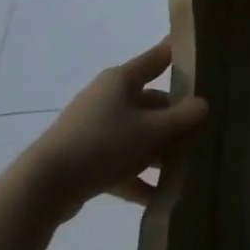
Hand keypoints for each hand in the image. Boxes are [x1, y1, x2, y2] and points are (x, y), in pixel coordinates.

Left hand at [24, 39, 208, 216]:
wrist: (45, 186)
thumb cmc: (104, 144)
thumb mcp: (153, 131)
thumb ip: (184, 117)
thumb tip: (204, 104)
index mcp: (122, 80)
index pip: (158, 57)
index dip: (180, 53)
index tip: (203, 53)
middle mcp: (107, 97)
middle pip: (151, 101)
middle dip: (177, 117)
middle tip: (204, 129)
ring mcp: (94, 127)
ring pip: (138, 133)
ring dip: (160, 149)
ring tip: (186, 166)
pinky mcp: (85, 157)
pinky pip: (121, 162)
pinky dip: (138, 176)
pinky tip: (159, 196)